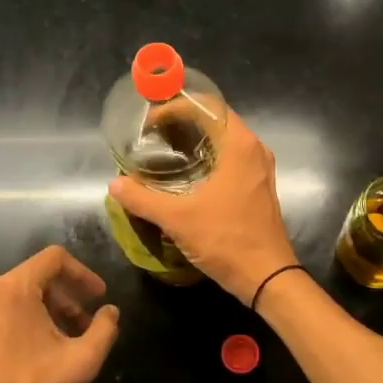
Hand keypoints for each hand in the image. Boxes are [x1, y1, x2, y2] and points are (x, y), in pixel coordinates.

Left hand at [0, 247, 120, 382]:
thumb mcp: (80, 360)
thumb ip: (104, 329)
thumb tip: (111, 312)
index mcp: (13, 287)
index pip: (55, 259)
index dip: (83, 273)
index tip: (99, 296)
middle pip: (37, 276)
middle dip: (67, 296)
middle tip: (85, 323)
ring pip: (20, 294)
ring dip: (48, 309)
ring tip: (65, 338)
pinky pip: (3, 309)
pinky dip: (26, 319)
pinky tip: (38, 349)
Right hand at [108, 109, 298, 302]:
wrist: (268, 277)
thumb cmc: (226, 239)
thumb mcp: (178, 218)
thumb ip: (143, 198)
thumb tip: (115, 185)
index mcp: (239, 144)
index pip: (206, 106)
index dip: (175, 106)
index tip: (149, 122)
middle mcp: (254, 148)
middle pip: (216, 119)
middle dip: (183, 120)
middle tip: (152, 132)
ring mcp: (259, 168)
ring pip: (224, 139)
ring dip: (196, 139)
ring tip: (165, 148)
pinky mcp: (258, 186)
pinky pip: (231, 157)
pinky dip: (208, 156)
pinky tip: (186, 173)